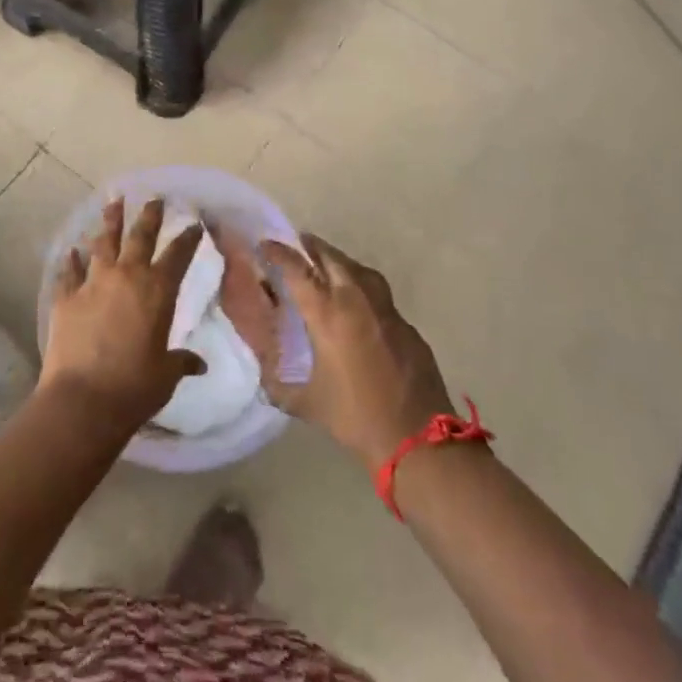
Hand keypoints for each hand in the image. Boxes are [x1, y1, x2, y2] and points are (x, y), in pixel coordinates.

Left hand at [41, 197, 206, 430]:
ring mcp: (93, 283)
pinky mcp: (66, 297)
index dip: (187, 238)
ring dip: (110, 222)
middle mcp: (127, 276)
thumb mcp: (166, 374)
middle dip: (149, 216)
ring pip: (104, 243)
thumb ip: (181, 361)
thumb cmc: (134, 387)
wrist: (83, 399)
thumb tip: (198, 364)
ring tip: (113, 203)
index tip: (193, 224)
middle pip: (140, 236)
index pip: (178, 255)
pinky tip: (72, 251)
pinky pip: (70, 272)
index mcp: (157, 291)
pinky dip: (72, 261)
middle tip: (154, 199)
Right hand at [259, 233, 453, 468]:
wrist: (417, 438)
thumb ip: (280, 387)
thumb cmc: (355, 417)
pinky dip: (363, 289)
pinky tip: (359, 305)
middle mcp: (356, 301)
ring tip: (328, 264)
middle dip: (313, 247)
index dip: (279, 253)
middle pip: (332, 259)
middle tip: (299, 243)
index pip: (297, 270)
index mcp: (327, 315)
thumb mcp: (307, 403)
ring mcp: (386, 311)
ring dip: (341, 262)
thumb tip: (264, 378)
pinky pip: (380, 295)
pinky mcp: (407, 326)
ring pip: (360, 271)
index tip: (265, 245)